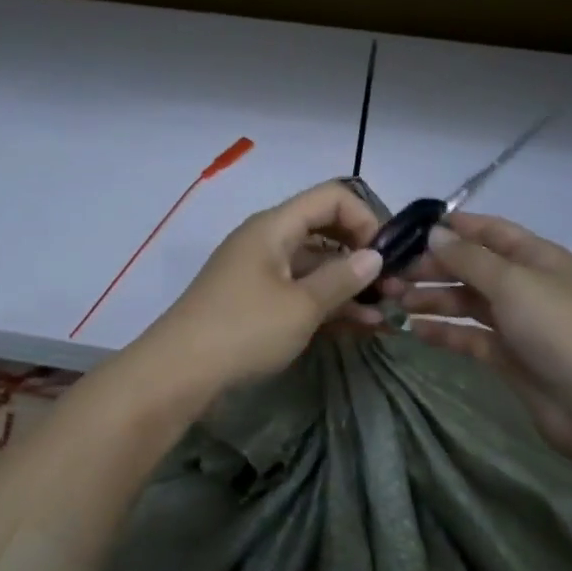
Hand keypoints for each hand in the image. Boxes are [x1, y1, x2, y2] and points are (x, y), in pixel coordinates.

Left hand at [141, 181, 385, 395]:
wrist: (178, 372)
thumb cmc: (243, 329)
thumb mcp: (301, 306)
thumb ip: (342, 278)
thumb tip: (375, 255)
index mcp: (275, 226)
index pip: (332, 197)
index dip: (365, 219)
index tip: (387, 255)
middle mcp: (268, 240)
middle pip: (325, 230)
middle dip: (362, 254)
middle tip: (393, 286)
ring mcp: (260, 271)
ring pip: (315, 265)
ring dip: (349, 285)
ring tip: (385, 314)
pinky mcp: (256, 301)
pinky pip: (300, 291)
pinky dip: (327, 303)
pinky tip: (359, 326)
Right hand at [388, 212, 571, 455]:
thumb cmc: (559, 329)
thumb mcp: (513, 282)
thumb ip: (469, 257)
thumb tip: (435, 232)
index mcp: (536, 257)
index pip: (489, 231)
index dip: (452, 227)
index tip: (408, 231)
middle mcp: (526, 285)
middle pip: (472, 267)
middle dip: (432, 268)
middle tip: (390, 275)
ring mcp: (518, 323)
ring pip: (467, 302)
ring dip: (433, 299)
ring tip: (394, 301)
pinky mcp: (509, 357)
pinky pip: (469, 337)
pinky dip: (444, 332)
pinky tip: (415, 331)